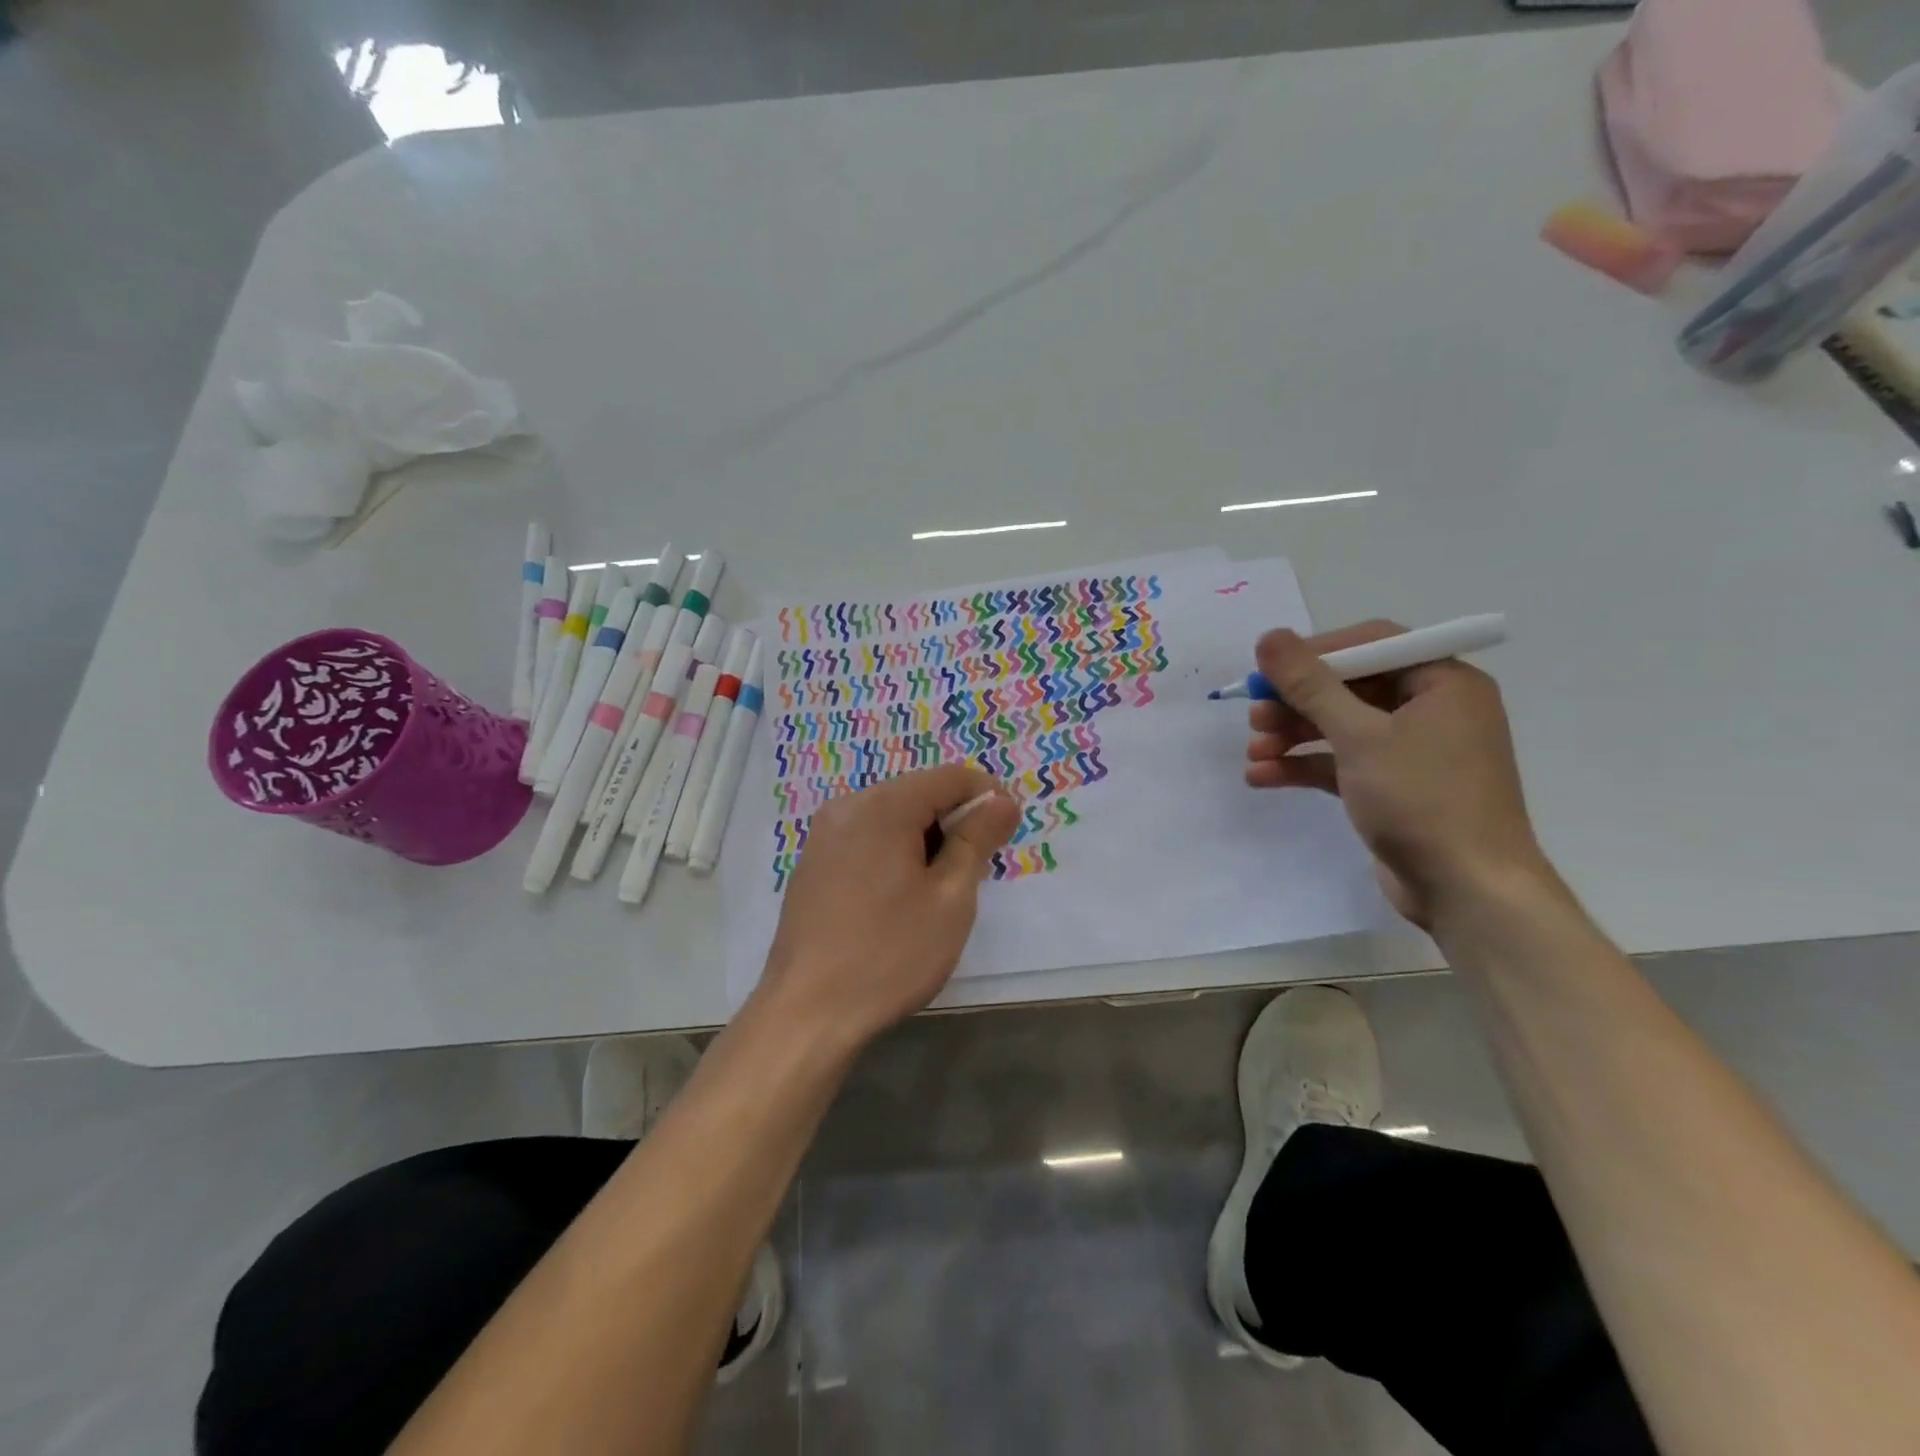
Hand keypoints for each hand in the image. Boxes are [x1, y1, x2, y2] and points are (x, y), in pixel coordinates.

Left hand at [753, 764, 1021, 1050]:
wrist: (806, 1012)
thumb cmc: (889, 954)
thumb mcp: (950, 897)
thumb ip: (978, 839)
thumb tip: (1002, 801)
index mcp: (882, 806)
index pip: (950, 777)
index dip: (987, 796)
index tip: (1006, 833)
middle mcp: (847, 806)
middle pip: (918, 792)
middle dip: (954, 820)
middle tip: (975, 870)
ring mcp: (824, 835)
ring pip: (891, 816)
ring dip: (925, 838)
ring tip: (939, 889)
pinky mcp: (813, 863)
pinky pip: (866, 838)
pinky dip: (894, 851)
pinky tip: (900, 897)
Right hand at [1246, 621, 1548, 925]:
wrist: (1467, 890)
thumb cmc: (1422, 799)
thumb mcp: (1360, 736)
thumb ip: (1311, 685)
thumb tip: (1269, 638)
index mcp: (1442, 683)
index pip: (1372, 645)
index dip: (1316, 654)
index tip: (1269, 671)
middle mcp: (1431, 710)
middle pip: (1349, 688)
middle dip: (1296, 703)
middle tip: (1254, 717)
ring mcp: (1412, 751)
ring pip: (1340, 728)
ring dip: (1293, 737)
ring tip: (1253, 751)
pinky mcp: (1392, 787)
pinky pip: (1341, 763)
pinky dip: (1305, 766)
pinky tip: (1262, 776)